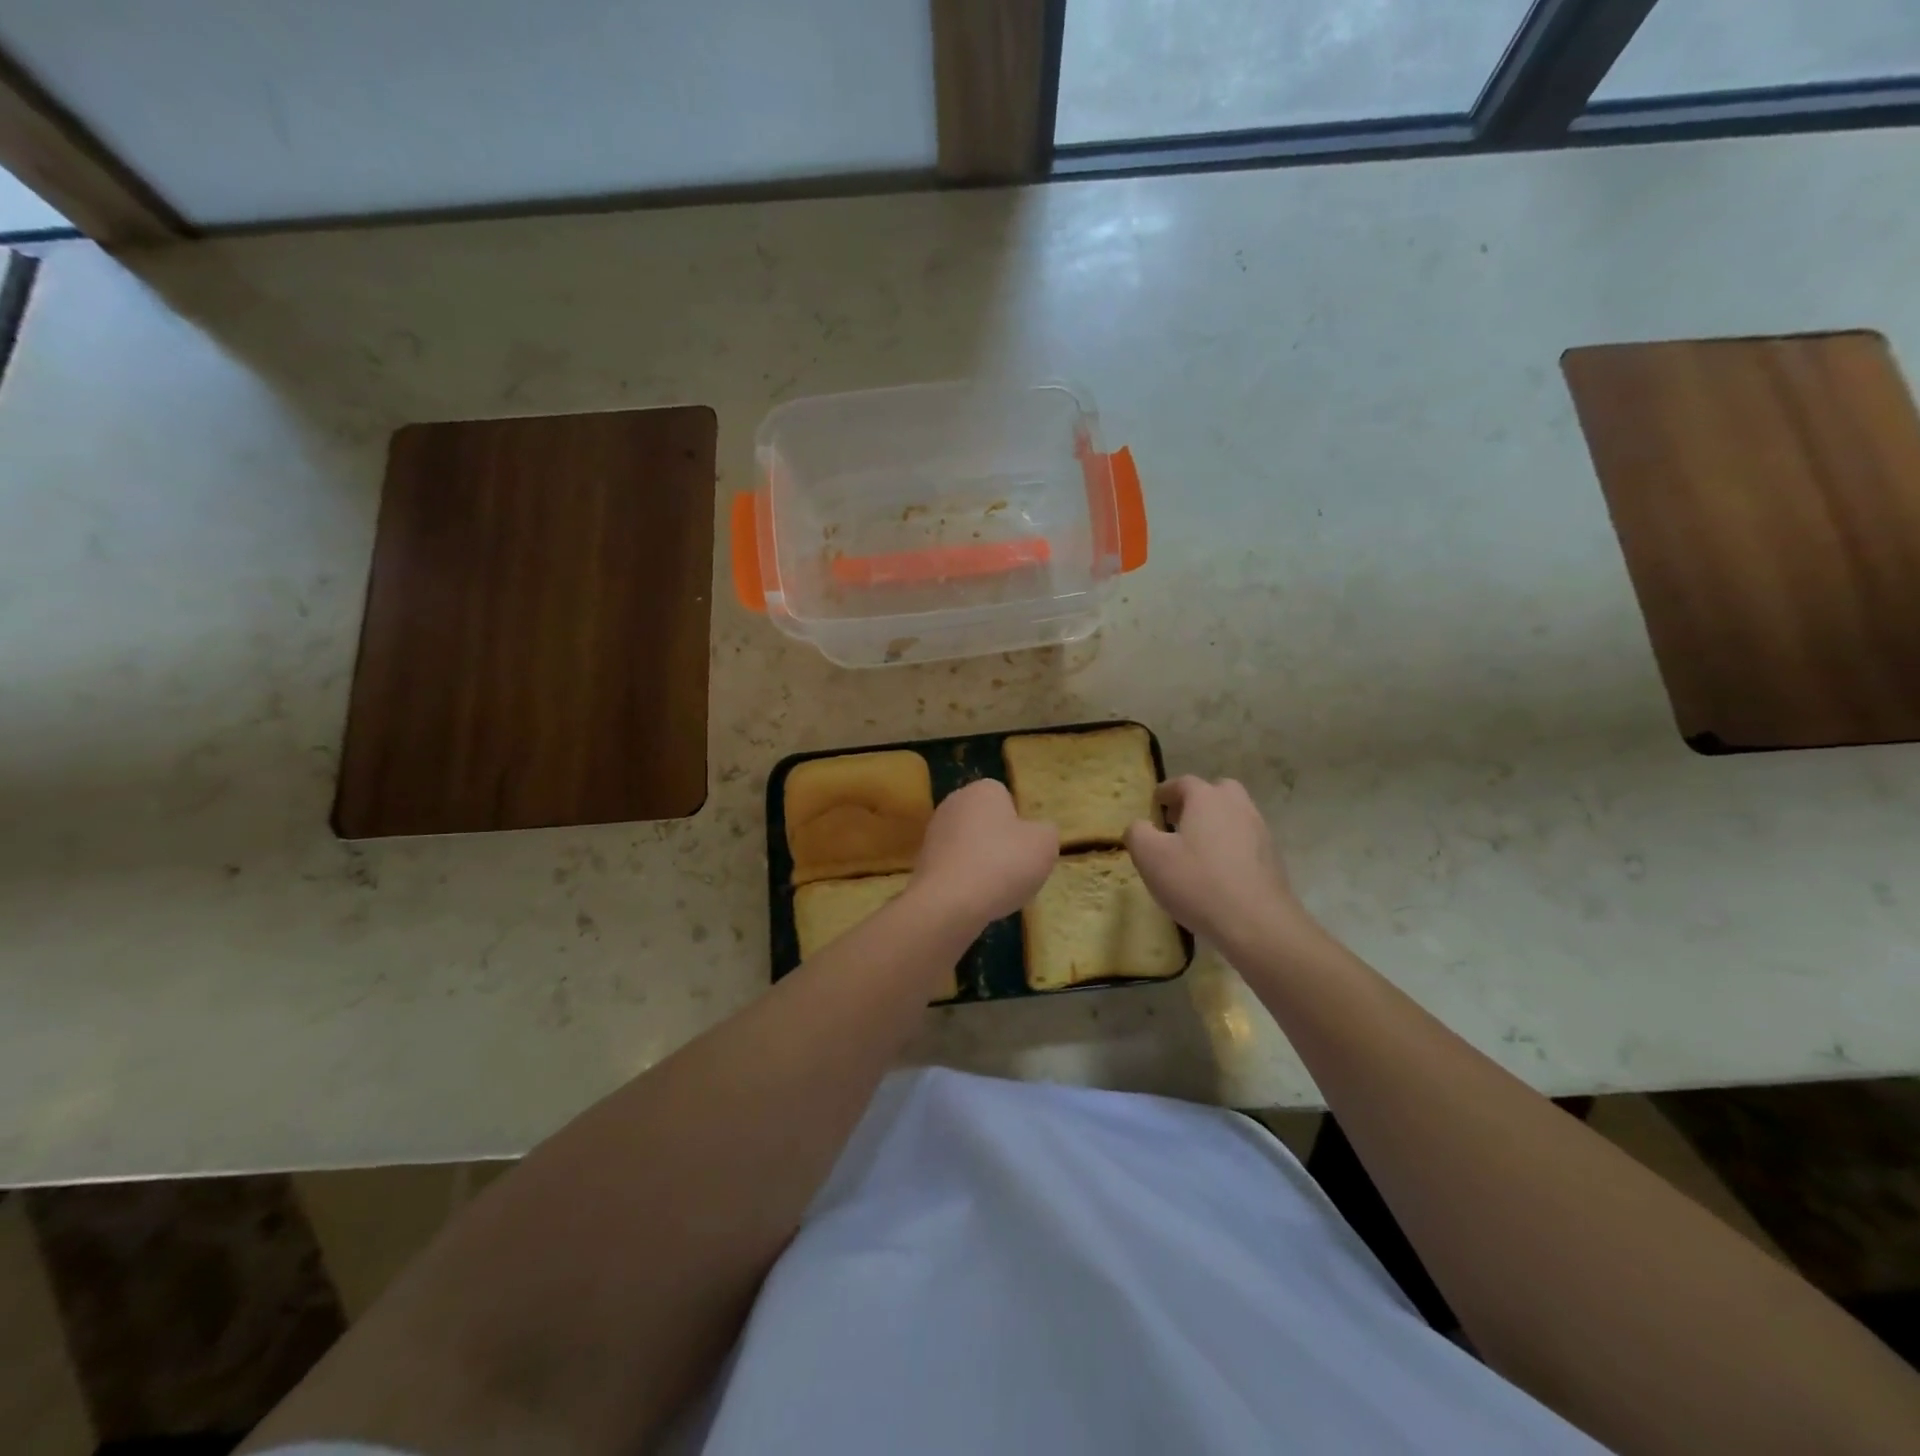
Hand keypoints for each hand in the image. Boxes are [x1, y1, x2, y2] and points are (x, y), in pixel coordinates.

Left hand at [910, 779, 1058, 929]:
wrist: (950, 902)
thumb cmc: (1003, 863)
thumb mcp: (1045, 844)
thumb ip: (1046, 831)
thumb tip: (1037, 832)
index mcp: (982, 790)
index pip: (1006, 798)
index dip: (1020, 823)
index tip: (1026, 847)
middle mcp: (953, 803)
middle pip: (986, 822)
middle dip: (1000, 843)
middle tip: (1015, 869)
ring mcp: (934, 832)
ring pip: (970, 846)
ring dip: (983, 864)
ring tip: (996, 889)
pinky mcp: (923, 862)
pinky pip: (955, 867)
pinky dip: (966, 881)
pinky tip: (975, 899)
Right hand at [1124, 777, 1308, 951]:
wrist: (1257, 923)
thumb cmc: (1197, 882)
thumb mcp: (1150, 856)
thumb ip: (1138, 833)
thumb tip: (1140, 826)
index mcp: (1207, 798)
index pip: (1183, 783)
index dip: (1166, 792)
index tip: (1155, 805)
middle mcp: (1237, 806)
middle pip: (1216, 792)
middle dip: (1196, 802)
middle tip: (1179, 822)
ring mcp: (1260, 831)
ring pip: (1234, 816)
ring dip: (1215, 824)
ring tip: (1196, 850)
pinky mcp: (1272, 858)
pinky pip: (1246, 841)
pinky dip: (1230, 847)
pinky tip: (1218, 872)